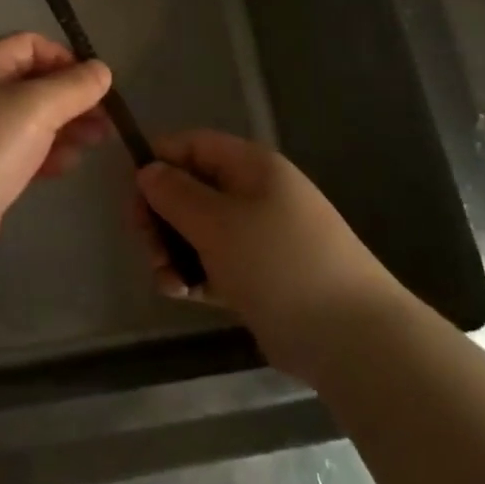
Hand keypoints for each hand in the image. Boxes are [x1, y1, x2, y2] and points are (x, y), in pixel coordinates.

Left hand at [0, 33, 112, 268]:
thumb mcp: (36, 107)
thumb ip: (74, 86)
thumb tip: (102, 70)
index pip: (31, 44)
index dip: (65, 58)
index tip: (94, 84)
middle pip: (34, 83)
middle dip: (72, 98)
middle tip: (105, 119)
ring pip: (32, 119)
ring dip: (66, 126)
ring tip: (97, 142)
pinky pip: (22, 150)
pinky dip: (47, 152)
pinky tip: (67, 165)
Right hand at [135, 130, 402, 383]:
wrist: (353, 338)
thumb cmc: (279, 263)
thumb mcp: (217, 223)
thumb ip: (175, 194)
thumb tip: (148, 170)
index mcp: (251, 166)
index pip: (193, 145)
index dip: (158, 161)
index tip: (131, 194)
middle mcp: (255, 193)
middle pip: (192, 188)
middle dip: (161, 215)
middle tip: (145, 246)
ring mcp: (260, 236)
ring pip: (200, 229)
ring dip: (173, 249)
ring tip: (166, 279)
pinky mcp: (262, 275)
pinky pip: (216, 262)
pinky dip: (195, 274)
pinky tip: (182, 294)